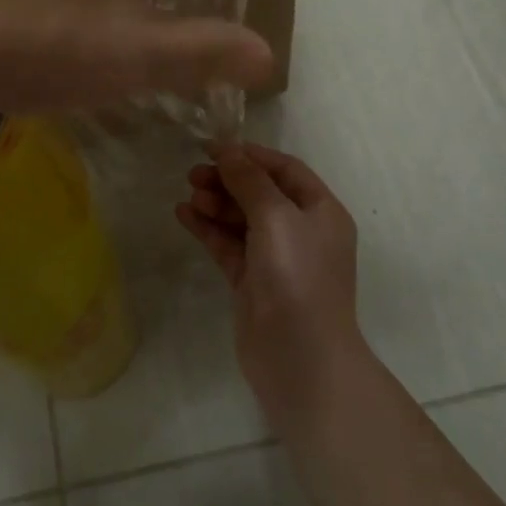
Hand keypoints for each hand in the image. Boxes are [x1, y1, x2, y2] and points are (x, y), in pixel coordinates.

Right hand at [176, 144, 363, 421]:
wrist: (299, 357)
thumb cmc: (297, 276)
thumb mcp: (276, 217)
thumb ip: (250, 181)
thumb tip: (228, 151)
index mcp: (321, 212)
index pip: (286, 170)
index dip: (251, 156)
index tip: (214, 148)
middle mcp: (301, 232)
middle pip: (261, 193)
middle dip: (229, 180)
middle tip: (193, 174)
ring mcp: (276, 259)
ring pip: (242, 220)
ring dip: (216, 204)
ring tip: (188, 195)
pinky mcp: (253, 282)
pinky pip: (228, 246)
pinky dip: (208, 229)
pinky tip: (184, 215)